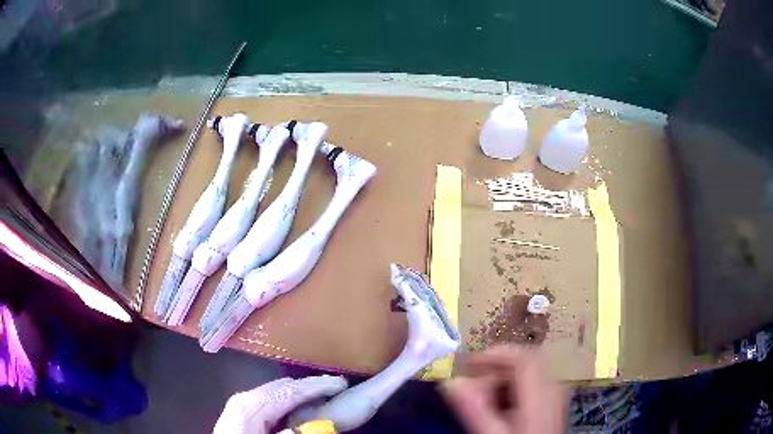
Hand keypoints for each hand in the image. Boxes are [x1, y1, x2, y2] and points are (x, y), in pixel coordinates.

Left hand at [214, 375, 347, 433]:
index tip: (342, 383)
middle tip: (336, 387)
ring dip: (301, 392)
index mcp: (250, 406)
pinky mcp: (241, 409)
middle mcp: (245, 398)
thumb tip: (304, 425)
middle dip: (311, 386)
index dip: (318, 386)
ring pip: (277, 390)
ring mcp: (241, 402)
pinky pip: (270, 398)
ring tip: (322, 393)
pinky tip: (298, 405)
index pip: (290, 390)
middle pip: (283, 386)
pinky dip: (288, 399)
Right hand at [441, 345, 567, 433]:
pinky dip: (509, 391)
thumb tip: (452, 382)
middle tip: (468, 388)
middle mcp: (551, 388)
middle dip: (492, 371)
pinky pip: (529, 385)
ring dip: (498, 382)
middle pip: (521, 364)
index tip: (468, 363)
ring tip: (479, 402)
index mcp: (540, 393)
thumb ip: (475, 409)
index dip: (494, 354)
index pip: (522, 357)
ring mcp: (553, 395)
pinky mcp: (550, 403)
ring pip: (524, 374)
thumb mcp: (493, 433)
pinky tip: (496, 408)